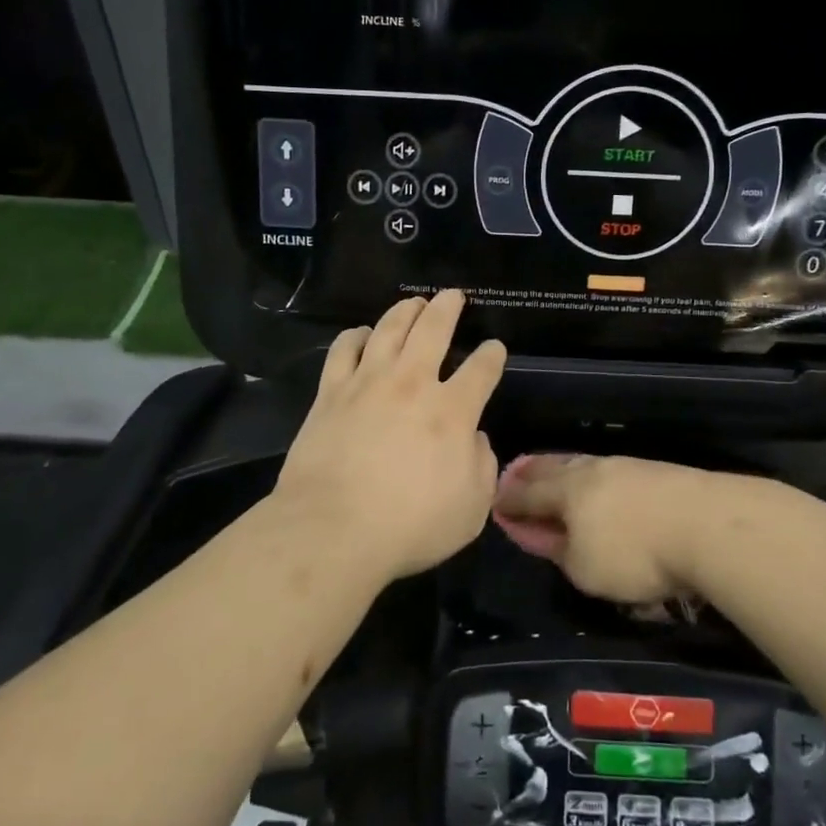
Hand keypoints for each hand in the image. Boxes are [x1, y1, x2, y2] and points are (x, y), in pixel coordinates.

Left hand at [272, 290, 506, 583]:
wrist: (332, 530)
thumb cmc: (409, 526)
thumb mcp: (471, 509)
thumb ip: (482, 467)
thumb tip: (475, 439)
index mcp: (452, 412)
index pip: (481, 370)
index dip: (492, 355)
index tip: (494, 348)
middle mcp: (412, 384)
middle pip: (433, 330)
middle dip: (447, 308)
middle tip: (453, 295)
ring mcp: (367, 383)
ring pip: (388, 330)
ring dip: (404, 311)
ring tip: (413, 302)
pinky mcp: (330, 394)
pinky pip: (343, 350)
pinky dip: (355, 336)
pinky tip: (360, 333)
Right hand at [492, 453, 798, 604]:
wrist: (707, 525)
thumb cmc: (635, 553)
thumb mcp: (584, 568)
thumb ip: (559, 550)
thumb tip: (544, 534)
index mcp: (567, 491)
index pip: (528, 494)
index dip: (509, 500)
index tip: (495, 500)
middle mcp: (592, 471)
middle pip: (554, 468)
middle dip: (532, 472)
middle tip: (516, 470)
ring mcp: (626, 467)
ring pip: (583, 464)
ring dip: (563, 468)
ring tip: (554, 470)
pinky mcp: (656, 472)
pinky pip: (609, 470)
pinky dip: (593, 475)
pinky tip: (599, 480)